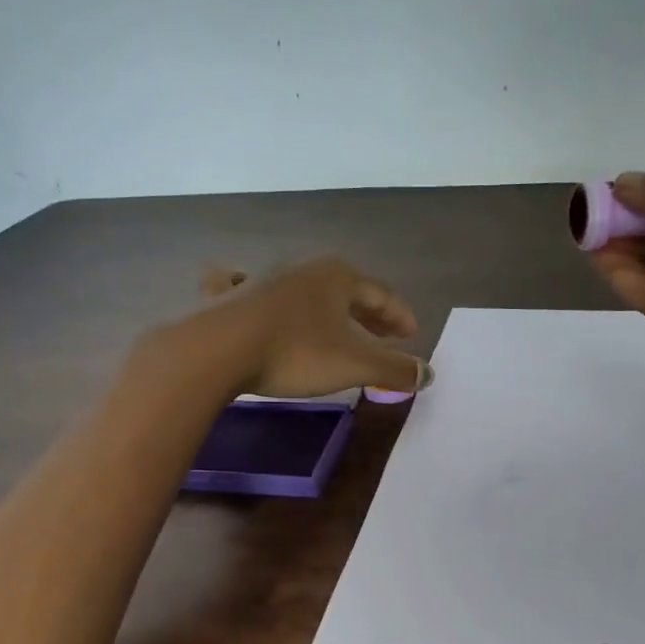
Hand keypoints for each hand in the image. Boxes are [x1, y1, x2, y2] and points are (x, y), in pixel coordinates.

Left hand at [160, 255, 429, 399]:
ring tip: (334, 328)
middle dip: (368, 313)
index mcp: (337, 277)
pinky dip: (259, 295)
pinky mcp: (228, 297)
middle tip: (385, 335)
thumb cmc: (295, 353)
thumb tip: (427, 374)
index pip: (381, 294)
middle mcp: (302, 269)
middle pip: (346, 290)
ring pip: (305, 291)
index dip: (400, 316)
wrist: (217, 351)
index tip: (411, 337)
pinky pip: (248, 290)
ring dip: (325, 310)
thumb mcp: (354, 365)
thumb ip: (393, 369)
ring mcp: (262, 279)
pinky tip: (247, 287)